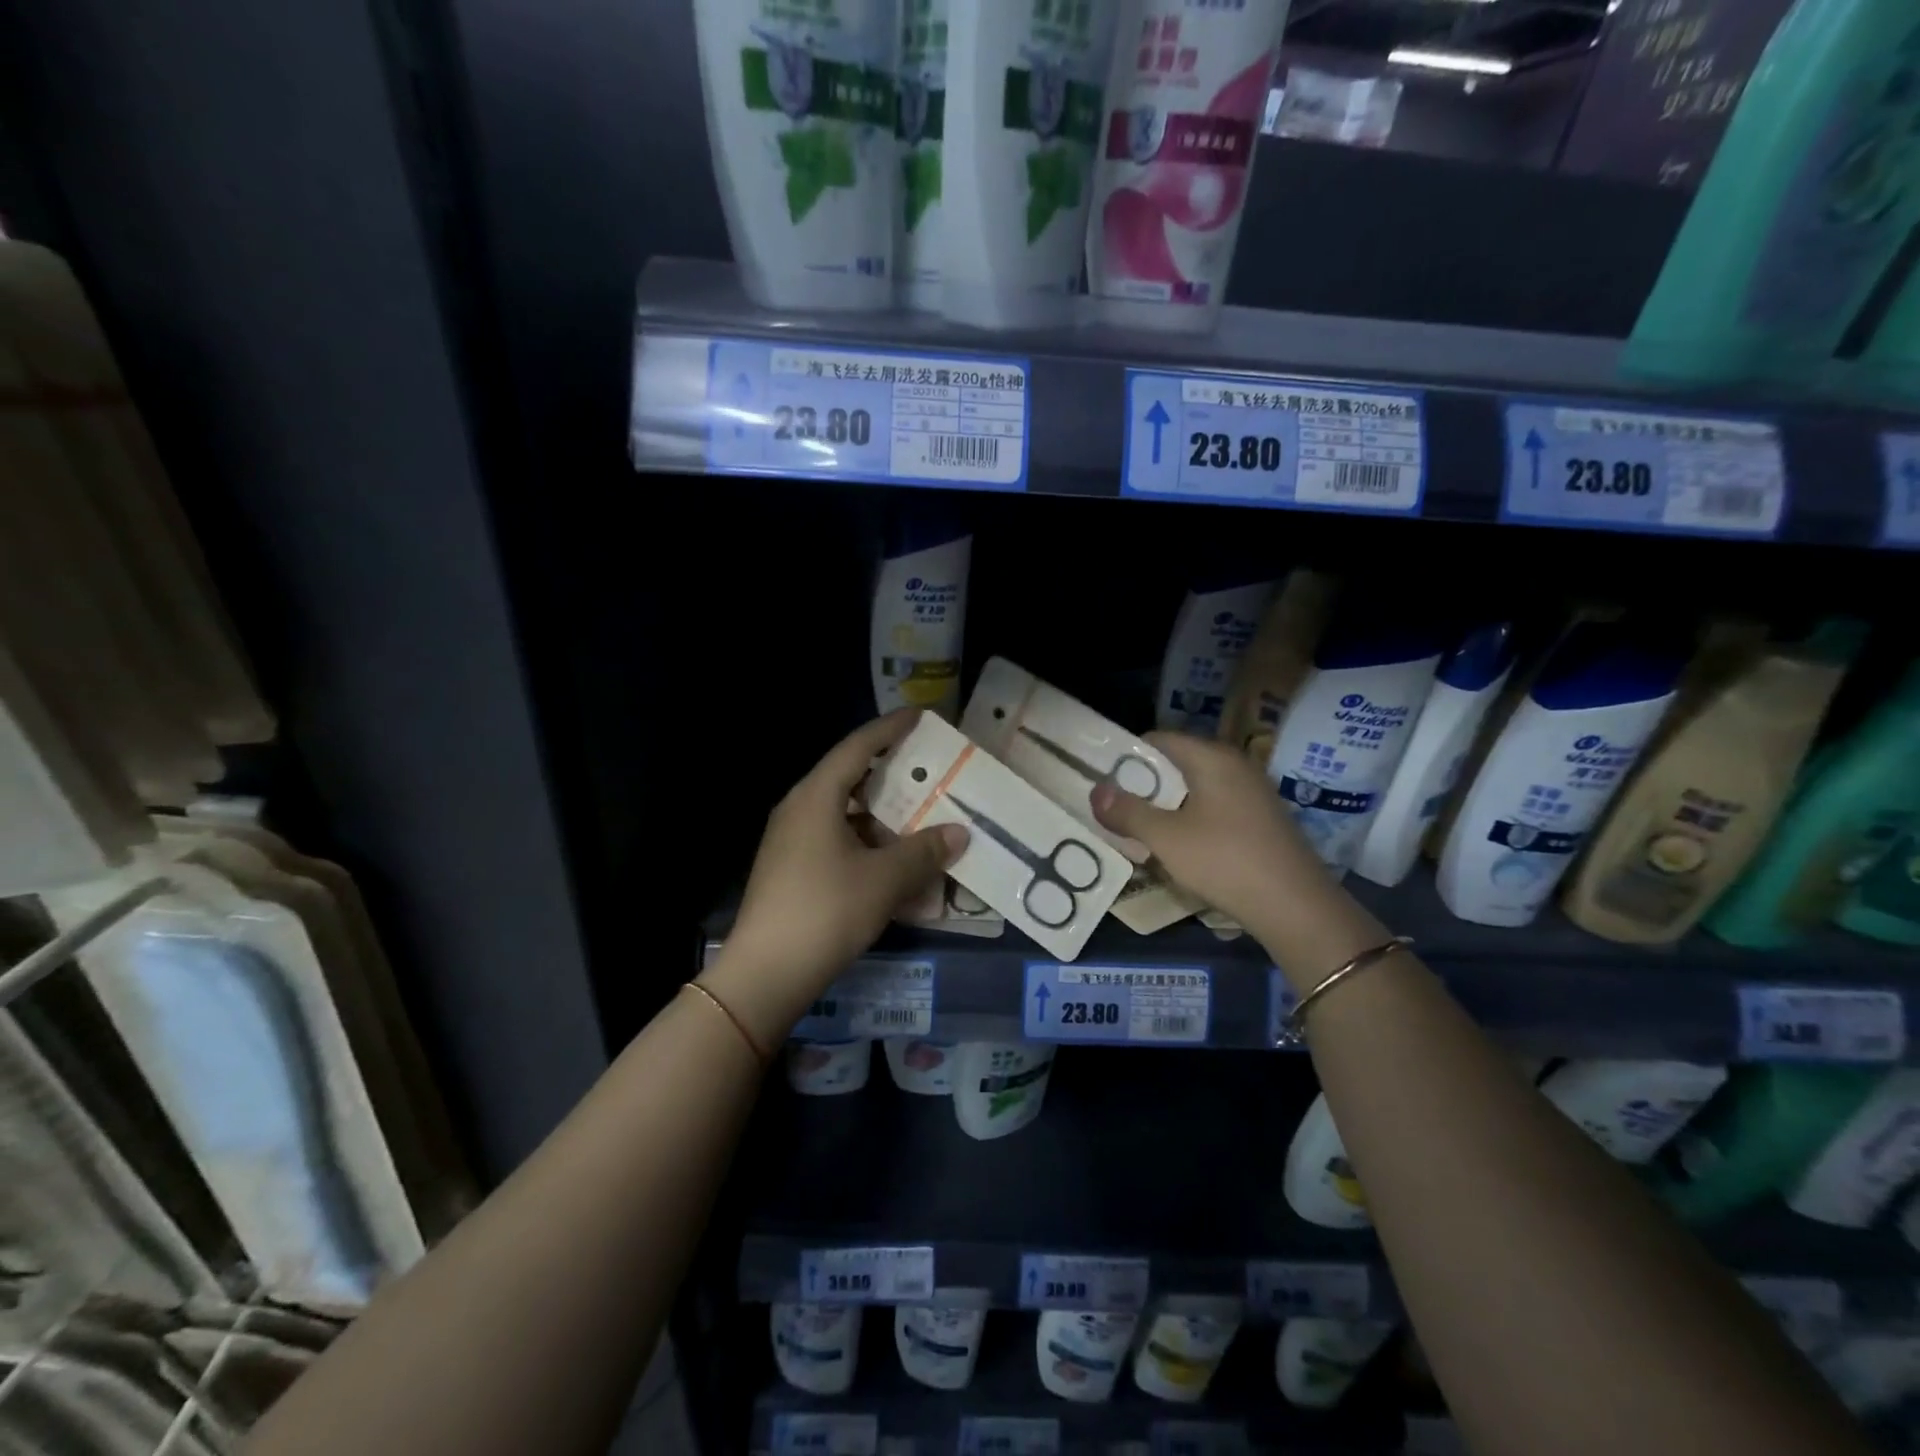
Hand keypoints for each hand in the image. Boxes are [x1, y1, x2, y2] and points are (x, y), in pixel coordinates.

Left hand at [705, 711, 967, 1048]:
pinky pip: (836, 839)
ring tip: (918, 816)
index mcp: (816, 796)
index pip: (857, 747)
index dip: (890, 729)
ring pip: (844, 812)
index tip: (920, 716)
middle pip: (849, 777)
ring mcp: (791, 840)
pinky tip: (892, 860)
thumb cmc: (826, 910)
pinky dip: (866, 841)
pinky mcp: (791, 868)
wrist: (766, 973)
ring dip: (881, 813)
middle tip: (928, 769)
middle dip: (890, 773)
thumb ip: (925, 851)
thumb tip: (959, 833)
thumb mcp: (884, 879)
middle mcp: (799, 809)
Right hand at [1091, 731, 1342, 941]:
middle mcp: (1234, 765)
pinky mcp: (1261, 819)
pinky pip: (1213, 806)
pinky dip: (1190, 818)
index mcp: (1212, 757)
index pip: (1158, 739)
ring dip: (1165, 805)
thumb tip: (1095, 790)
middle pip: (1176, 763)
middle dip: (1143, 784)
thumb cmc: (1225, 861)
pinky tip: (1178, 846)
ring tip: (1138, 829)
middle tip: (1114, 808)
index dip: (1126, 756)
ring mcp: (1252, 792)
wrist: (1296, 907)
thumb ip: (1128, 812)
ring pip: (1195, 787)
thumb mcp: (1166, 838)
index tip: (1102, 780)